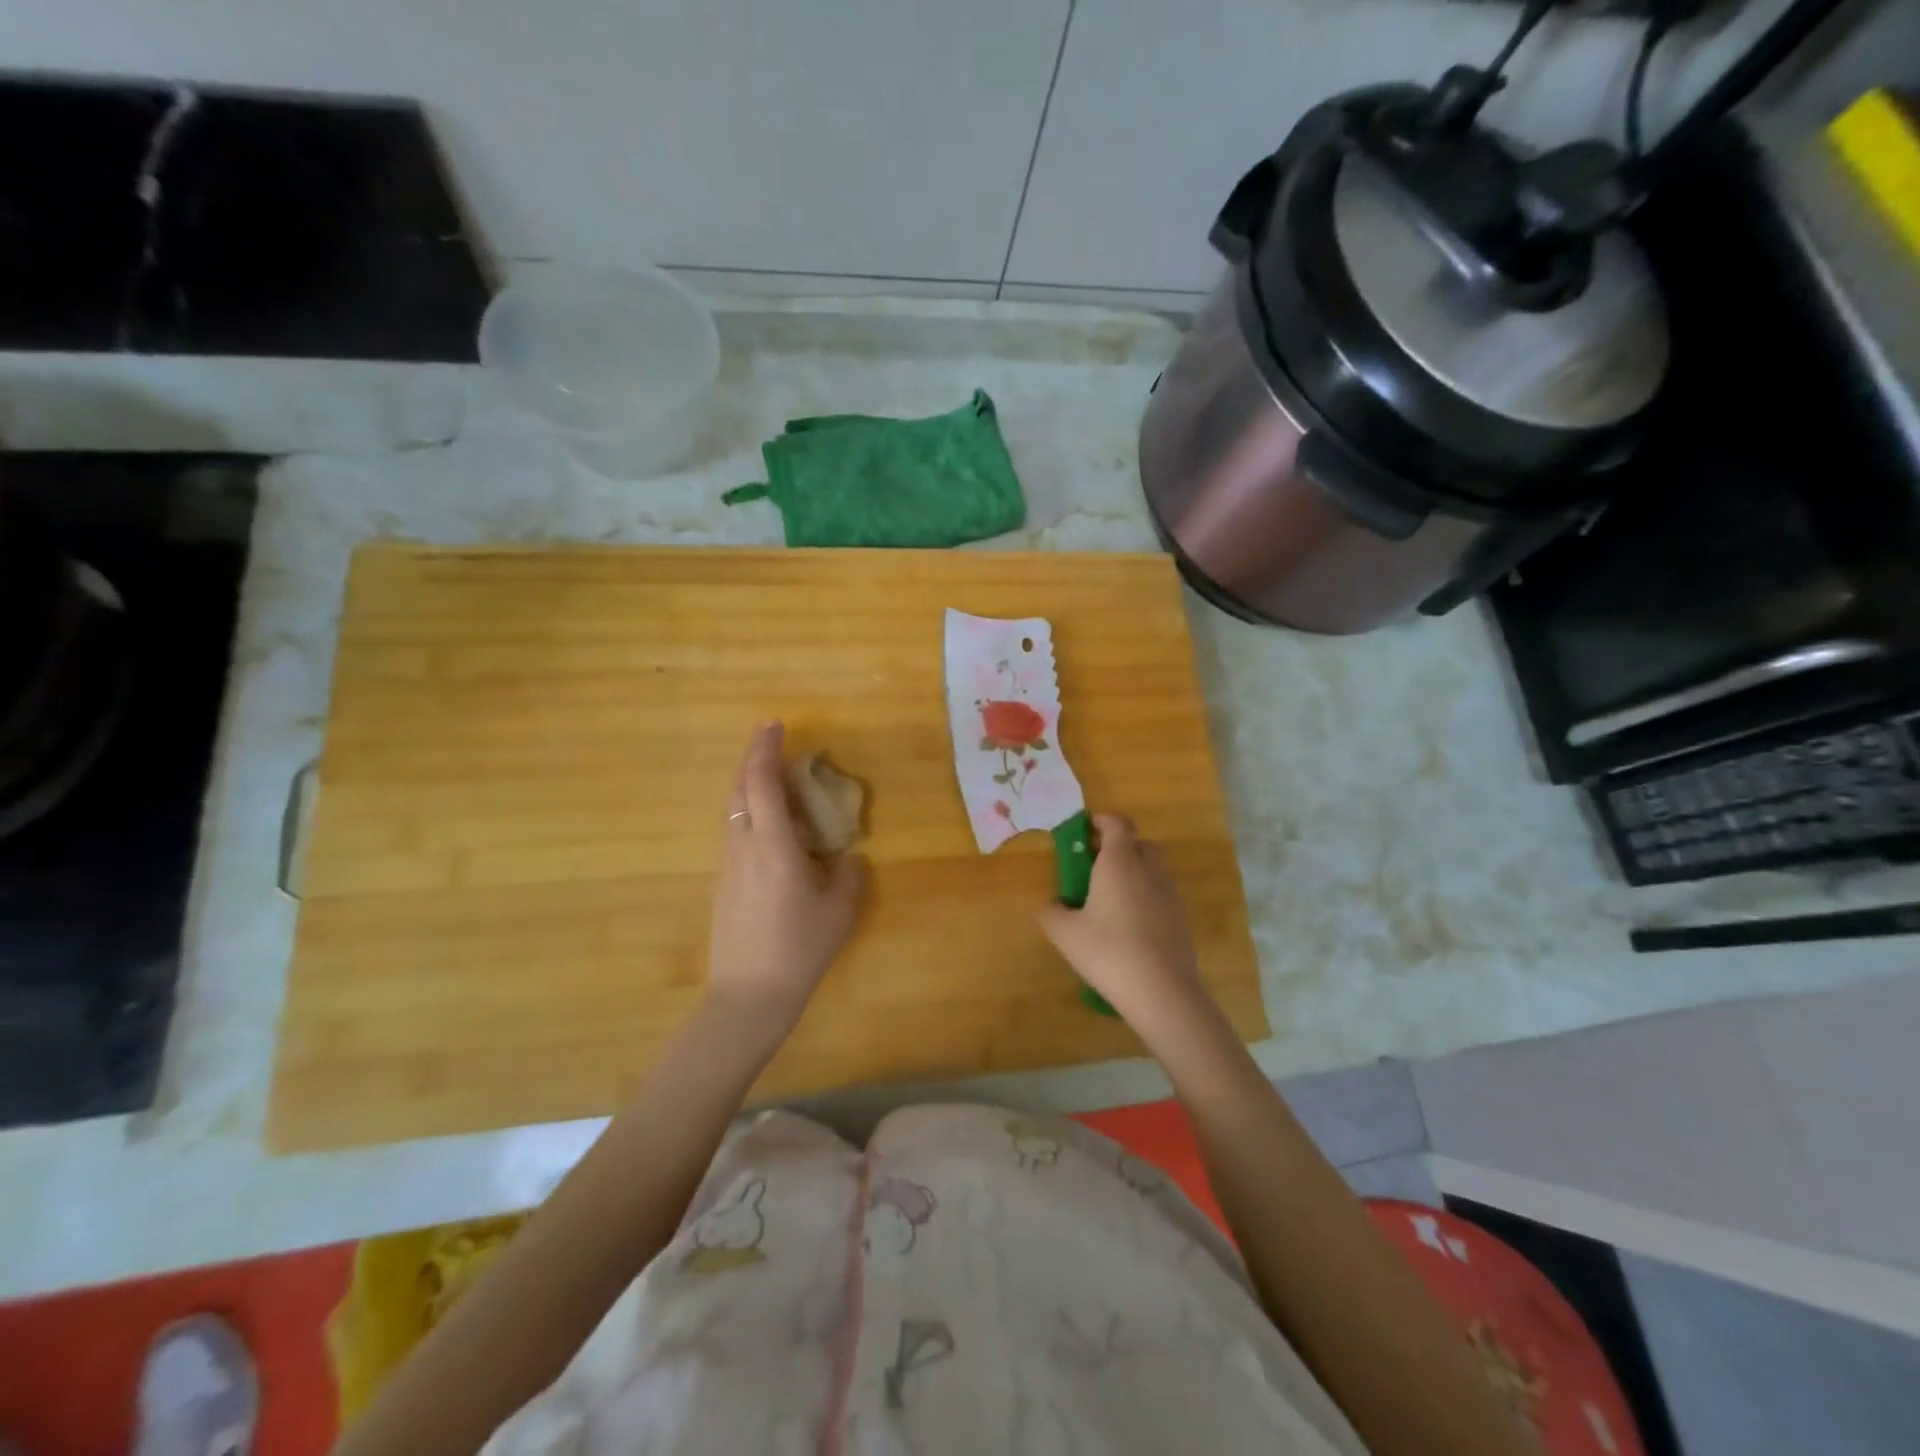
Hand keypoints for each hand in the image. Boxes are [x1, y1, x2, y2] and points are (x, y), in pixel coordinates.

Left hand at [706, 723, 866, 1047]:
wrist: (747, 996)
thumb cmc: (798, 949)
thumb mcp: (839, 912)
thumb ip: (849, 877)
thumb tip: (849, 858)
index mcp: (773, 845)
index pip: (761, 782)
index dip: (765, 749)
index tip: (775, 725)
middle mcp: (743, 845)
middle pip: (739, 788)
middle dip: (751, 757)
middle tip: (770, 737)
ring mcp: (728, 864)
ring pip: (732, 809)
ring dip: (748, 783)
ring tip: (772, 775)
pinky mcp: (724, 882)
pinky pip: (734, 830)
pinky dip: (748, 810)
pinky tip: (768, 823)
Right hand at [1038, 815, 1210, 1032]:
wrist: (1162, 991)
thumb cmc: (1108, 952)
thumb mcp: (1065, 934)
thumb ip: (1051, 912)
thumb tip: (1051, 905)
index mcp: (1119, 862)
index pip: (1117, 823)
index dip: (1101, 821)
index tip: (1085, 830)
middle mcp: (1148, 869)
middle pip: (1139, 843)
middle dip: (1119, 847)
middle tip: (1096, 867)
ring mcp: (1170, 893)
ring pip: (1153, 869)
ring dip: (1135, 873)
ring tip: (1111, 900)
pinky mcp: (1182, 918)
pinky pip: (1161, 894)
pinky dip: (1146, 898)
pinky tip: (1131, 926)